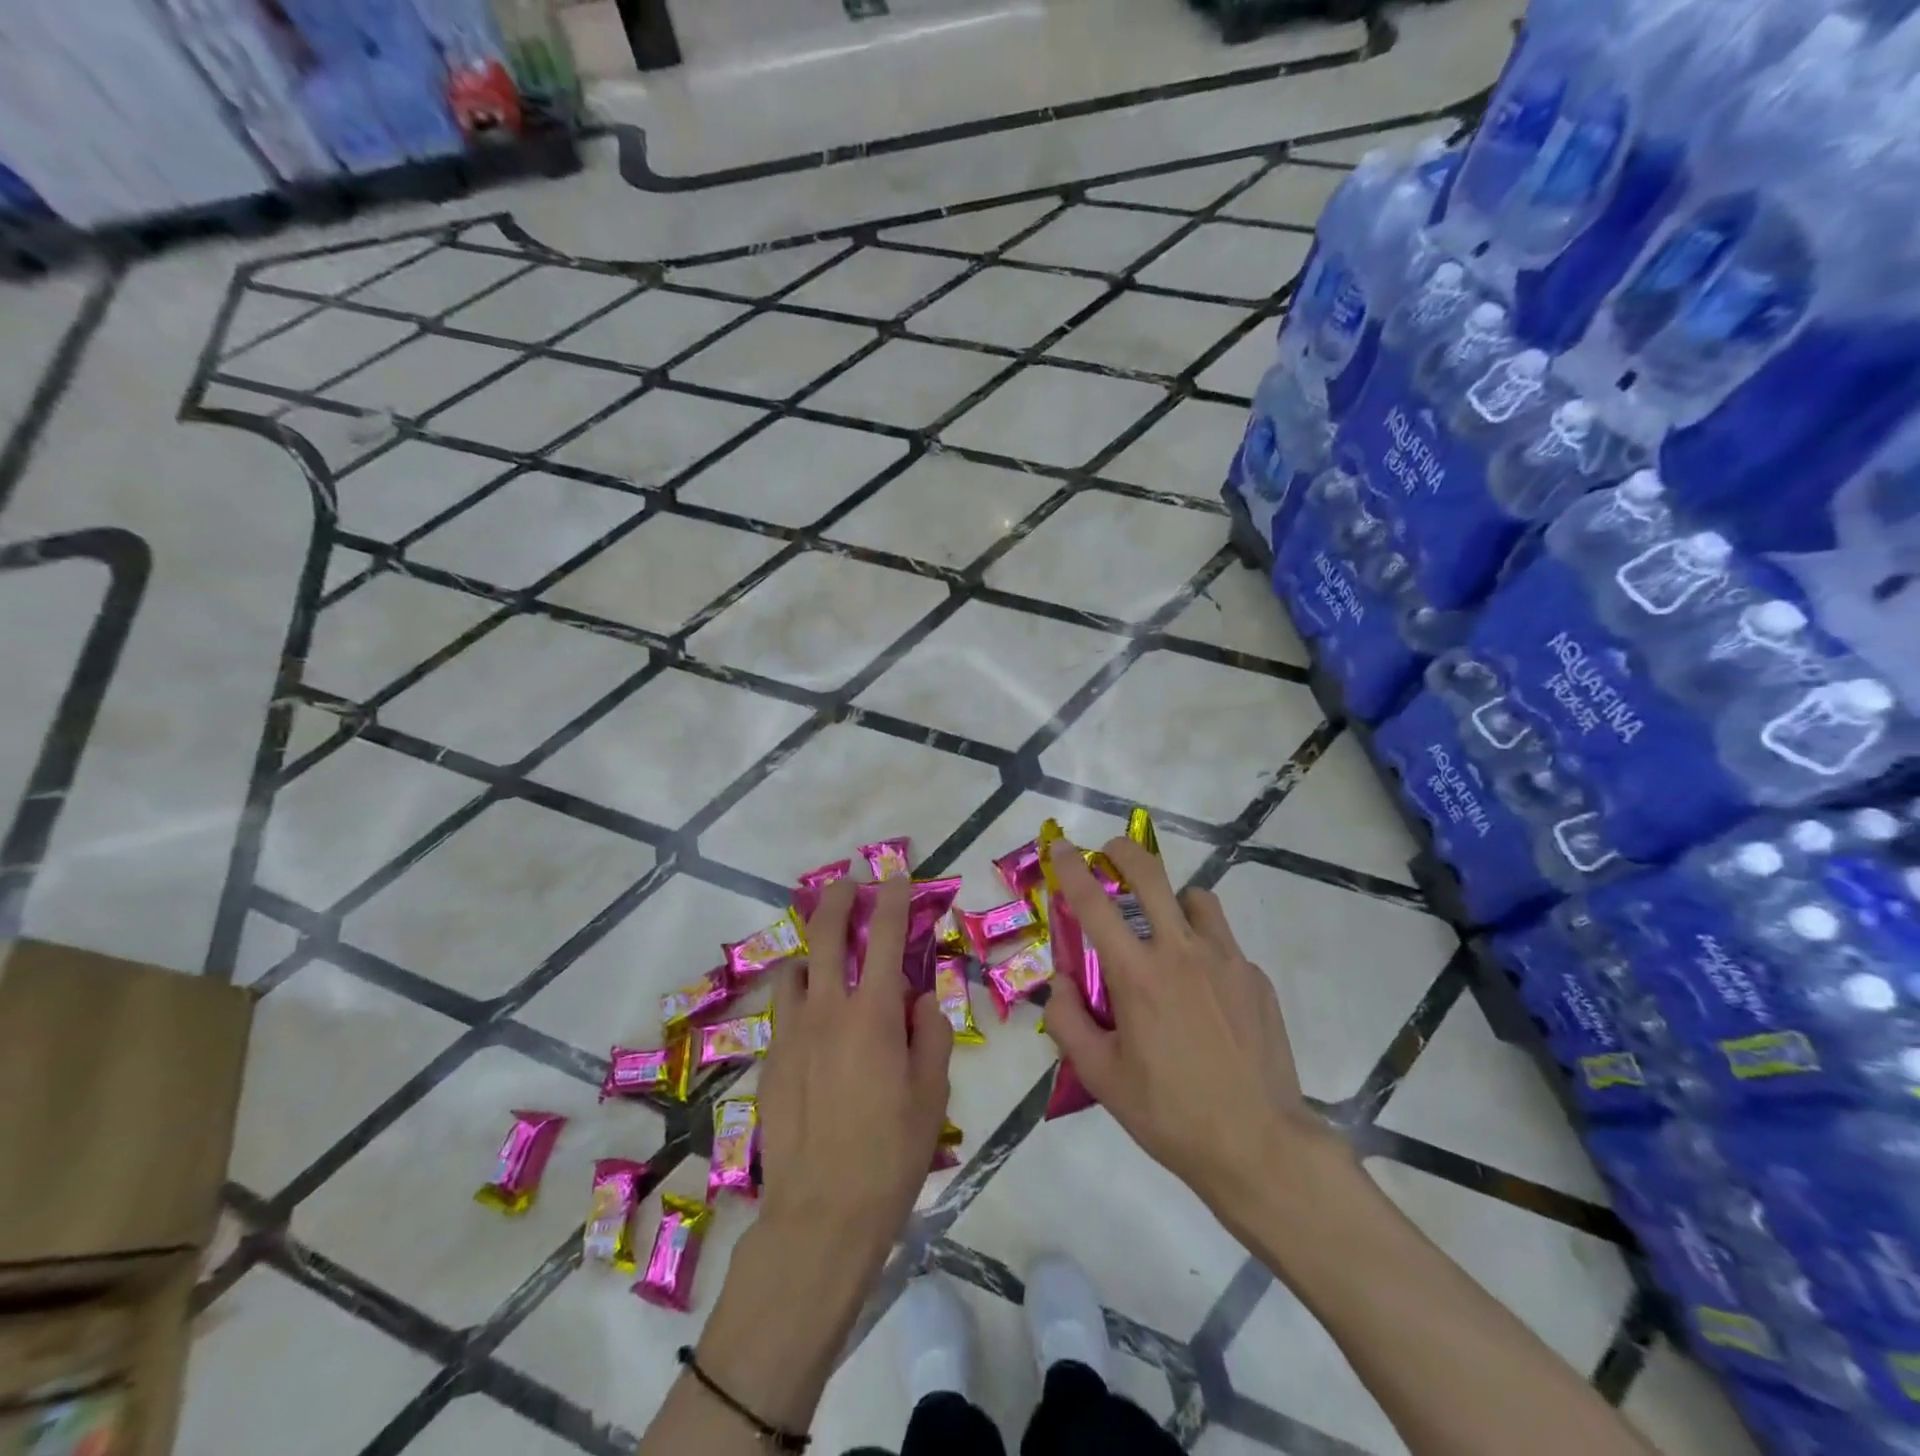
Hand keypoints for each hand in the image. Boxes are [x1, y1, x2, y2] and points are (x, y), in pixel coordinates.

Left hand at [755, 876, 953, 1275]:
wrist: (821, 1214)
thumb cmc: (891, 1154)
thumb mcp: (932, 1093)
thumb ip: (930, 1033)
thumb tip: (921, 997)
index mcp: (872, 1015)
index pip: (884, 937)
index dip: (892, 899)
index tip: (894, 876)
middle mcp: (827, 1011)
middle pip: (827, 936)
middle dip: (837, 900)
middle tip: (846, 883)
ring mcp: (791, 1034)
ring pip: (795, 970)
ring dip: (812, 951)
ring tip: (825, 954)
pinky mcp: (771, 1061)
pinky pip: (784, 1011)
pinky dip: (799, 996)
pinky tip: (811, 1016)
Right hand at [1041, 838, 1345, 1214]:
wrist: (1260, 1146)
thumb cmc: (1170, 1114)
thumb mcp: (1101, 1077)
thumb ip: (1068, 1021)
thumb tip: (1060, 982)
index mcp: (1137, 974)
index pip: (1094, 903)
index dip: (1072, 868)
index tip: (1061, 846)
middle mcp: (1181, 952)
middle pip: (1151, 875)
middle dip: (1124, 851)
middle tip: (1111, 852)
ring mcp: (1226, 959)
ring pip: (1196, 898)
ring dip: (1173, 901)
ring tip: (1167, 932)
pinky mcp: (1255, 977)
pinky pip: (1224, 942)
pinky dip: (1205, 948)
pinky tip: (1205, 993)